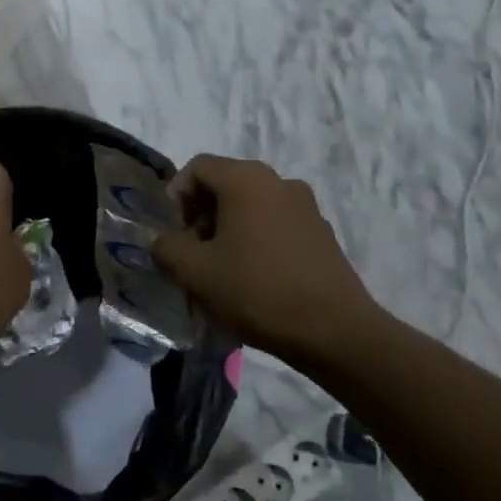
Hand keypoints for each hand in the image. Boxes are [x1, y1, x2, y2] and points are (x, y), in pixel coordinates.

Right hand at [151, 155, 383, 367]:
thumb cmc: (257, 291)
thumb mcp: (194, 272)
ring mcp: (305, 207)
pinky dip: (257, 241)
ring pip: (251, 206)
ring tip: (223, 271)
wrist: (336, 333)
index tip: (174, 234)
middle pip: (225, 185)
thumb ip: (166, 247)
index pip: (198, 167)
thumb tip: (163, 241)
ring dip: (229, 230)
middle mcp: (278, 181)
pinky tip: (255, 280)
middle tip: (194, 254)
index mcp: (246, 179)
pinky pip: (276, 225)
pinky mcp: (322, 234)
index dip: (176, 197)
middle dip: (201, 216)